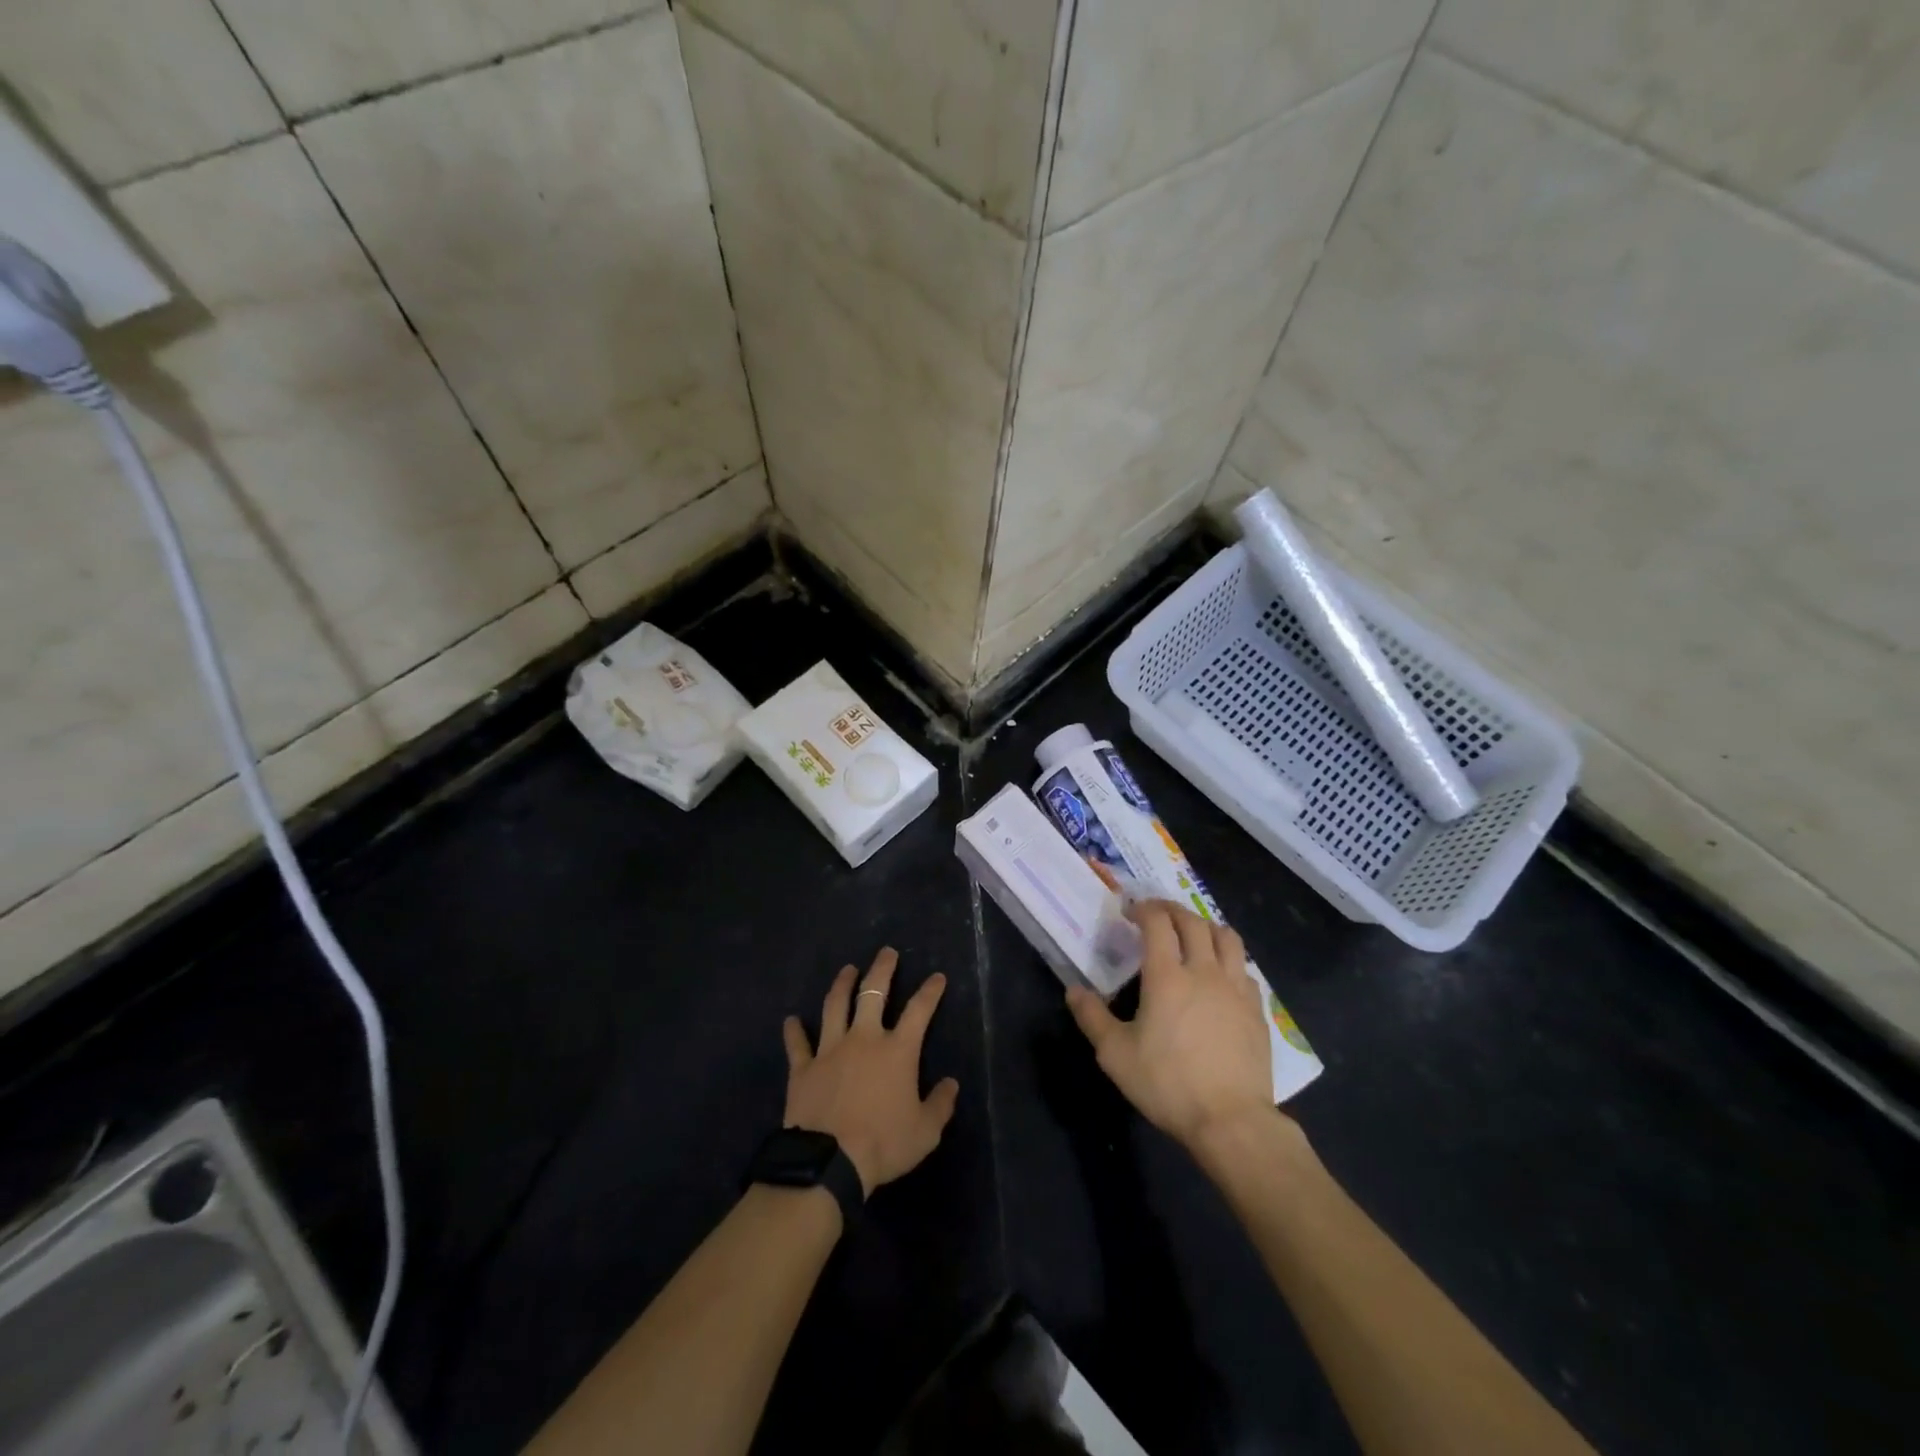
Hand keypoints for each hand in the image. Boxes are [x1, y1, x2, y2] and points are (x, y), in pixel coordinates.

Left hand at [783, 948, 960, 1195]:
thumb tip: (951, 1084)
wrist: (829, 1162)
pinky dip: (794, 1030)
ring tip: (847, 970)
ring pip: (835, 1006)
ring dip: (842, 985)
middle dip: (882, 969)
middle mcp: (864, 1038)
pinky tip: (791, 1020)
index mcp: (897, 1050)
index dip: (930, 991)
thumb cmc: (883, 1144)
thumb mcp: (925, 1131)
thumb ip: (940, 1104)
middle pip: (873, 993)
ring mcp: (830, 1049)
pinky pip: (797, 1044)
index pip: (919, 1010)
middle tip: (886, 952)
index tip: (937, 977)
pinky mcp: (803, 1068)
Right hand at [1066, 900, 1276, 1150]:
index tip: (1131, 911)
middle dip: (1172, 910)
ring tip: (1193, 933)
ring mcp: (1236, 989)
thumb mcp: (1116, 1054)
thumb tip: (1074, 990)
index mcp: (1167, 976)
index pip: (1158, 923)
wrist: (1232, 1121)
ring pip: (1227, 937)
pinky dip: (1229, 959)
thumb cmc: (1168, 1084)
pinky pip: (1244, 969)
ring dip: (1206, 926)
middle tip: (1157, 913)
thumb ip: (1092, 1017)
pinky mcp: (1257, 1010)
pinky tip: (1220, 974)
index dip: (1144, 909)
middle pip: (1193, 922)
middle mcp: (1204, 972)